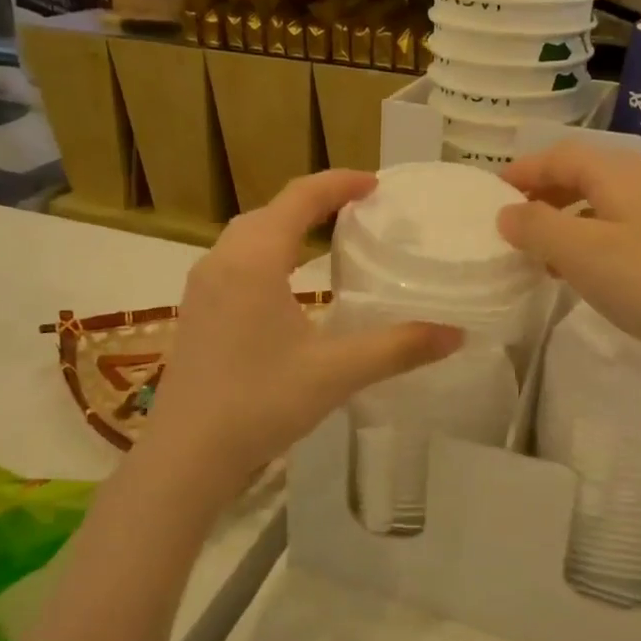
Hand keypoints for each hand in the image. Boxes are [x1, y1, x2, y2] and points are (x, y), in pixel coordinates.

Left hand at [143, 170, 460, 509]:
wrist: (185, 456)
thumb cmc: (259, 403)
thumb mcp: (336, 372)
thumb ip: (398, 348)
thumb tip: (456, 334)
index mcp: (254, 259)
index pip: (299, 198)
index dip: (338, 183)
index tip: (374, 184)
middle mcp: (222, 261)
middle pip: (270, 211)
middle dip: (313, 201)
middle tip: (355, 209)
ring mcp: (201, 287)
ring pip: (246, 236)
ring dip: (285, 226)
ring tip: (323, 238)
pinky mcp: (194, 312)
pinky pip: (234, 260)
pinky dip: (265, 252)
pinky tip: (284, 284)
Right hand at [497, 140, 640, 376]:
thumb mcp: (580, 252)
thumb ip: (536, 227)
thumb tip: (507, 213)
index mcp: (616, 174)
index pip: (560, 156)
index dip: (524, 170)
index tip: (493, 193)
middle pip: (582, 175)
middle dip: (544, 194)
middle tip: (514, 223)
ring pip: (601, 203)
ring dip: (566, 220)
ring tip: (542, 253)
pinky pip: (620, 228)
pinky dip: (591, 240)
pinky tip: (585, 274)